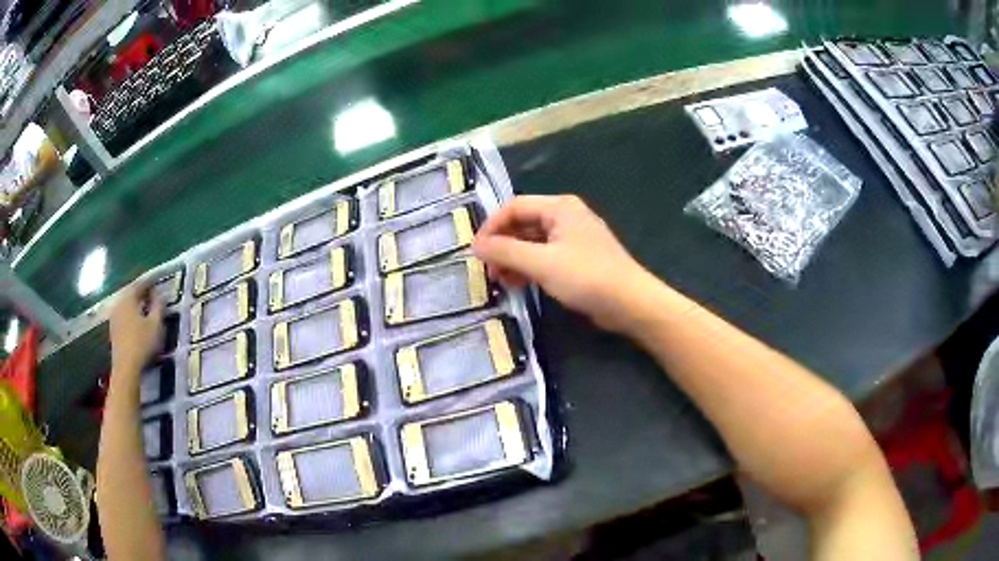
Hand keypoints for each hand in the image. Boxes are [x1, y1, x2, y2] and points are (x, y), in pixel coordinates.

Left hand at [109, 282, 162, 377]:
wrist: (125, 367)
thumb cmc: (142, 343)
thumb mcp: (156, 324)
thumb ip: (158, 306)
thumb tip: (160, 294)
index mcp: (129, 296)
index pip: (141, 283)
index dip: (150, 282)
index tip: (159, 282)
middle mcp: (119, 301)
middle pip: (132, 292)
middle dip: (142, 292)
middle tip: (153, 294)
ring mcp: (114, 315)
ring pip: (127, 303)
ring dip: (136, 304)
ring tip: (146, 308)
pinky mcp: (113, 328)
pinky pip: (123, 314)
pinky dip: (131, 314)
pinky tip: (137, 321)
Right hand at [472, 195, 656, 332]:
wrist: (630, 303)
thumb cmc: (586, 276)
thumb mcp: (541, 263)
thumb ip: (506, 251)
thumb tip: (476, 245)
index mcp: (559, 207)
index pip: (514, 207)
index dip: (491, 226)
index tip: (476, 251)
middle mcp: (566, 216)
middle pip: (523, 224)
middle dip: (502, 245)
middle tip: (487, 270)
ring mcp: (573, 238)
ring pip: (533, 242)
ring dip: (514, 259)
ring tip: (499, 281)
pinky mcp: (578, 259)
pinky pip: (546, 256)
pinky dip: (530, 267)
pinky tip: (518, 284)